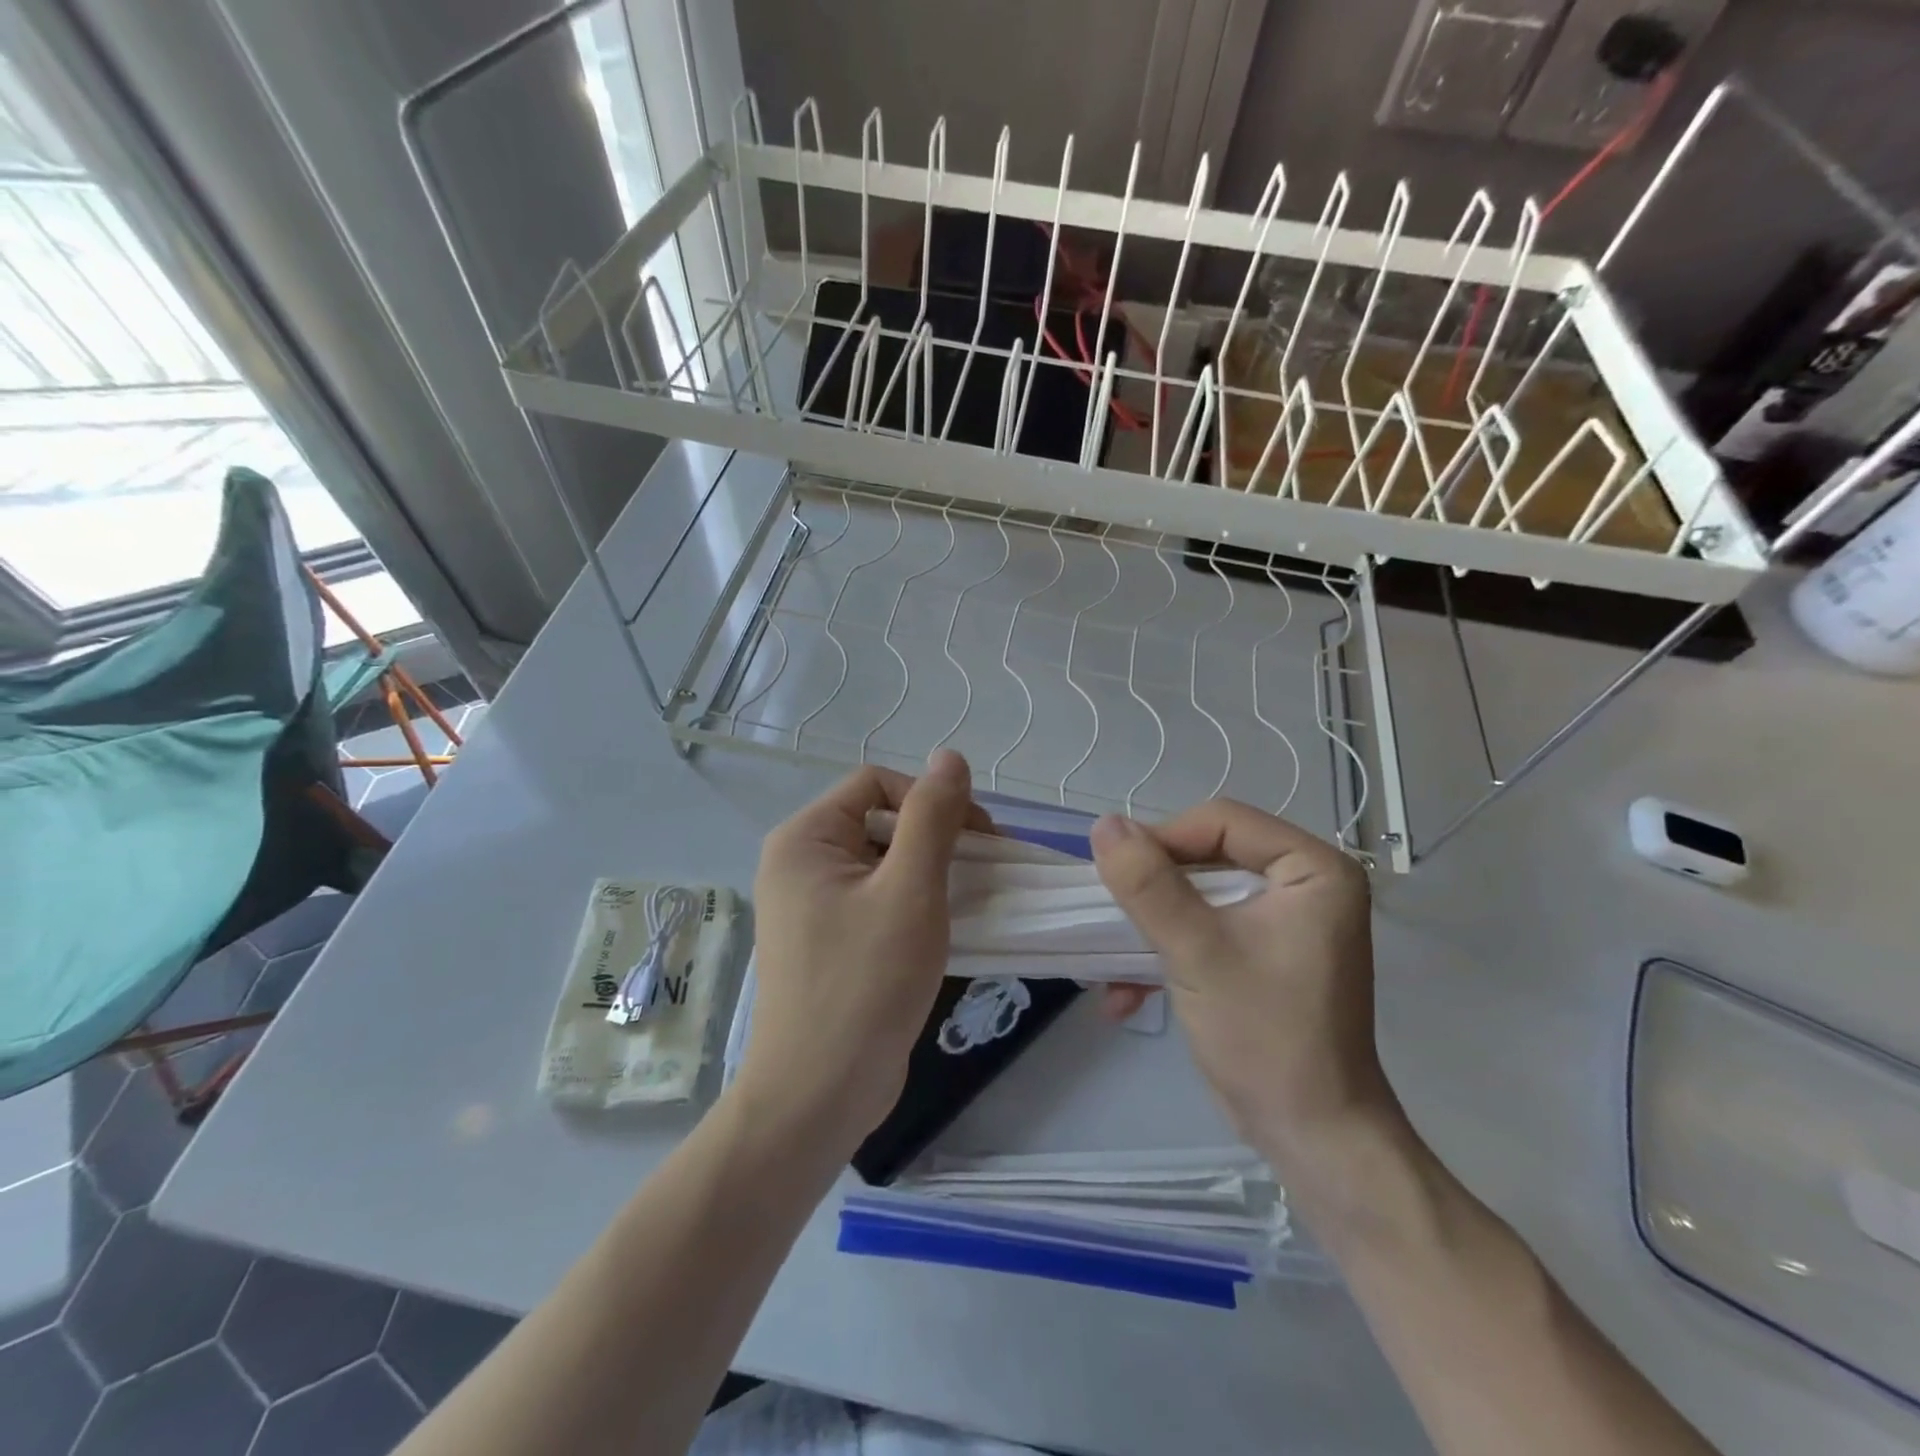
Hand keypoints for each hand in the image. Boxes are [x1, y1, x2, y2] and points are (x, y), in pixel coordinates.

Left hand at [737, 750, 986, 1153]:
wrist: (819, 1094)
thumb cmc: (866, 983)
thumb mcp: (910, 890)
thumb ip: (932, 817)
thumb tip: (950, 756)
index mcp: (805, 838)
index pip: (877, 784)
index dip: (930, 798)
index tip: (979, 837)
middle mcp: (799, 862)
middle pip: (879, 821)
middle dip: (935, 836)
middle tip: (981, 870)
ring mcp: (810, 904)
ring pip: (882, 862)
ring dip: (930, 871)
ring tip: (970, 898)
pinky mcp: (828, 940)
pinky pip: (876, 898)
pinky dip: (913, 902)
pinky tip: (944, 925)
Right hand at [1090, 803, 1399, 1171]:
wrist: (1310, 1138)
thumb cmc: (1265, 1037)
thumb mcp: (1197, 952)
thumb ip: (1148, 885)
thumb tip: (1103, 824)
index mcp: (1312, 870)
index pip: (1222, 822)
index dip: (1163, 839)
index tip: (1115, 872)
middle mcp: (1303, 885)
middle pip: (1205, 856)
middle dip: (1150, 894)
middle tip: (1109, 918)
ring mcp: (1281, 921)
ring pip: (1195, 894)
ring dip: (1149, 930)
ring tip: (1108, 967)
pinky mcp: (1260, 954)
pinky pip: (1203, 930)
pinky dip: (1165, 955)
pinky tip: (1124, 996)